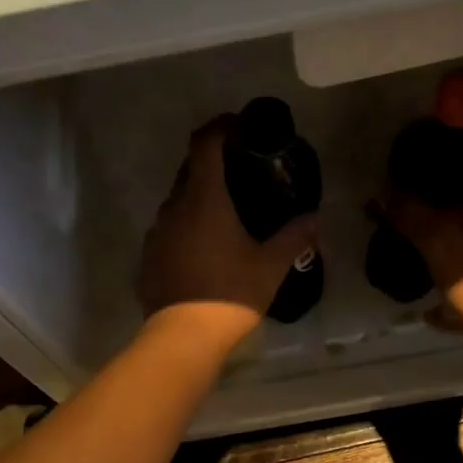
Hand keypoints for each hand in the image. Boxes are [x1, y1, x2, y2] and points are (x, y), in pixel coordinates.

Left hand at [138, 117, 318, 344]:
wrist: (184, 336)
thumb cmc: (231, 292)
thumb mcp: (271, 266)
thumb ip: (294, 237)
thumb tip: (314, 218)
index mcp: (204, 199)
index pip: (205, 144)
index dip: (221, 127)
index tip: (239, 126)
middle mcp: (174, 207)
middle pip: (190, 170)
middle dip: (213, 163)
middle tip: (241, 173)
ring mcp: (157, 233)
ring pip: (178, 202)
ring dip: (199, 199)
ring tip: (225, 215)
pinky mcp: (148, 257)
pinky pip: (169, 230)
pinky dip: (186, 228)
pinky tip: (204, 249)